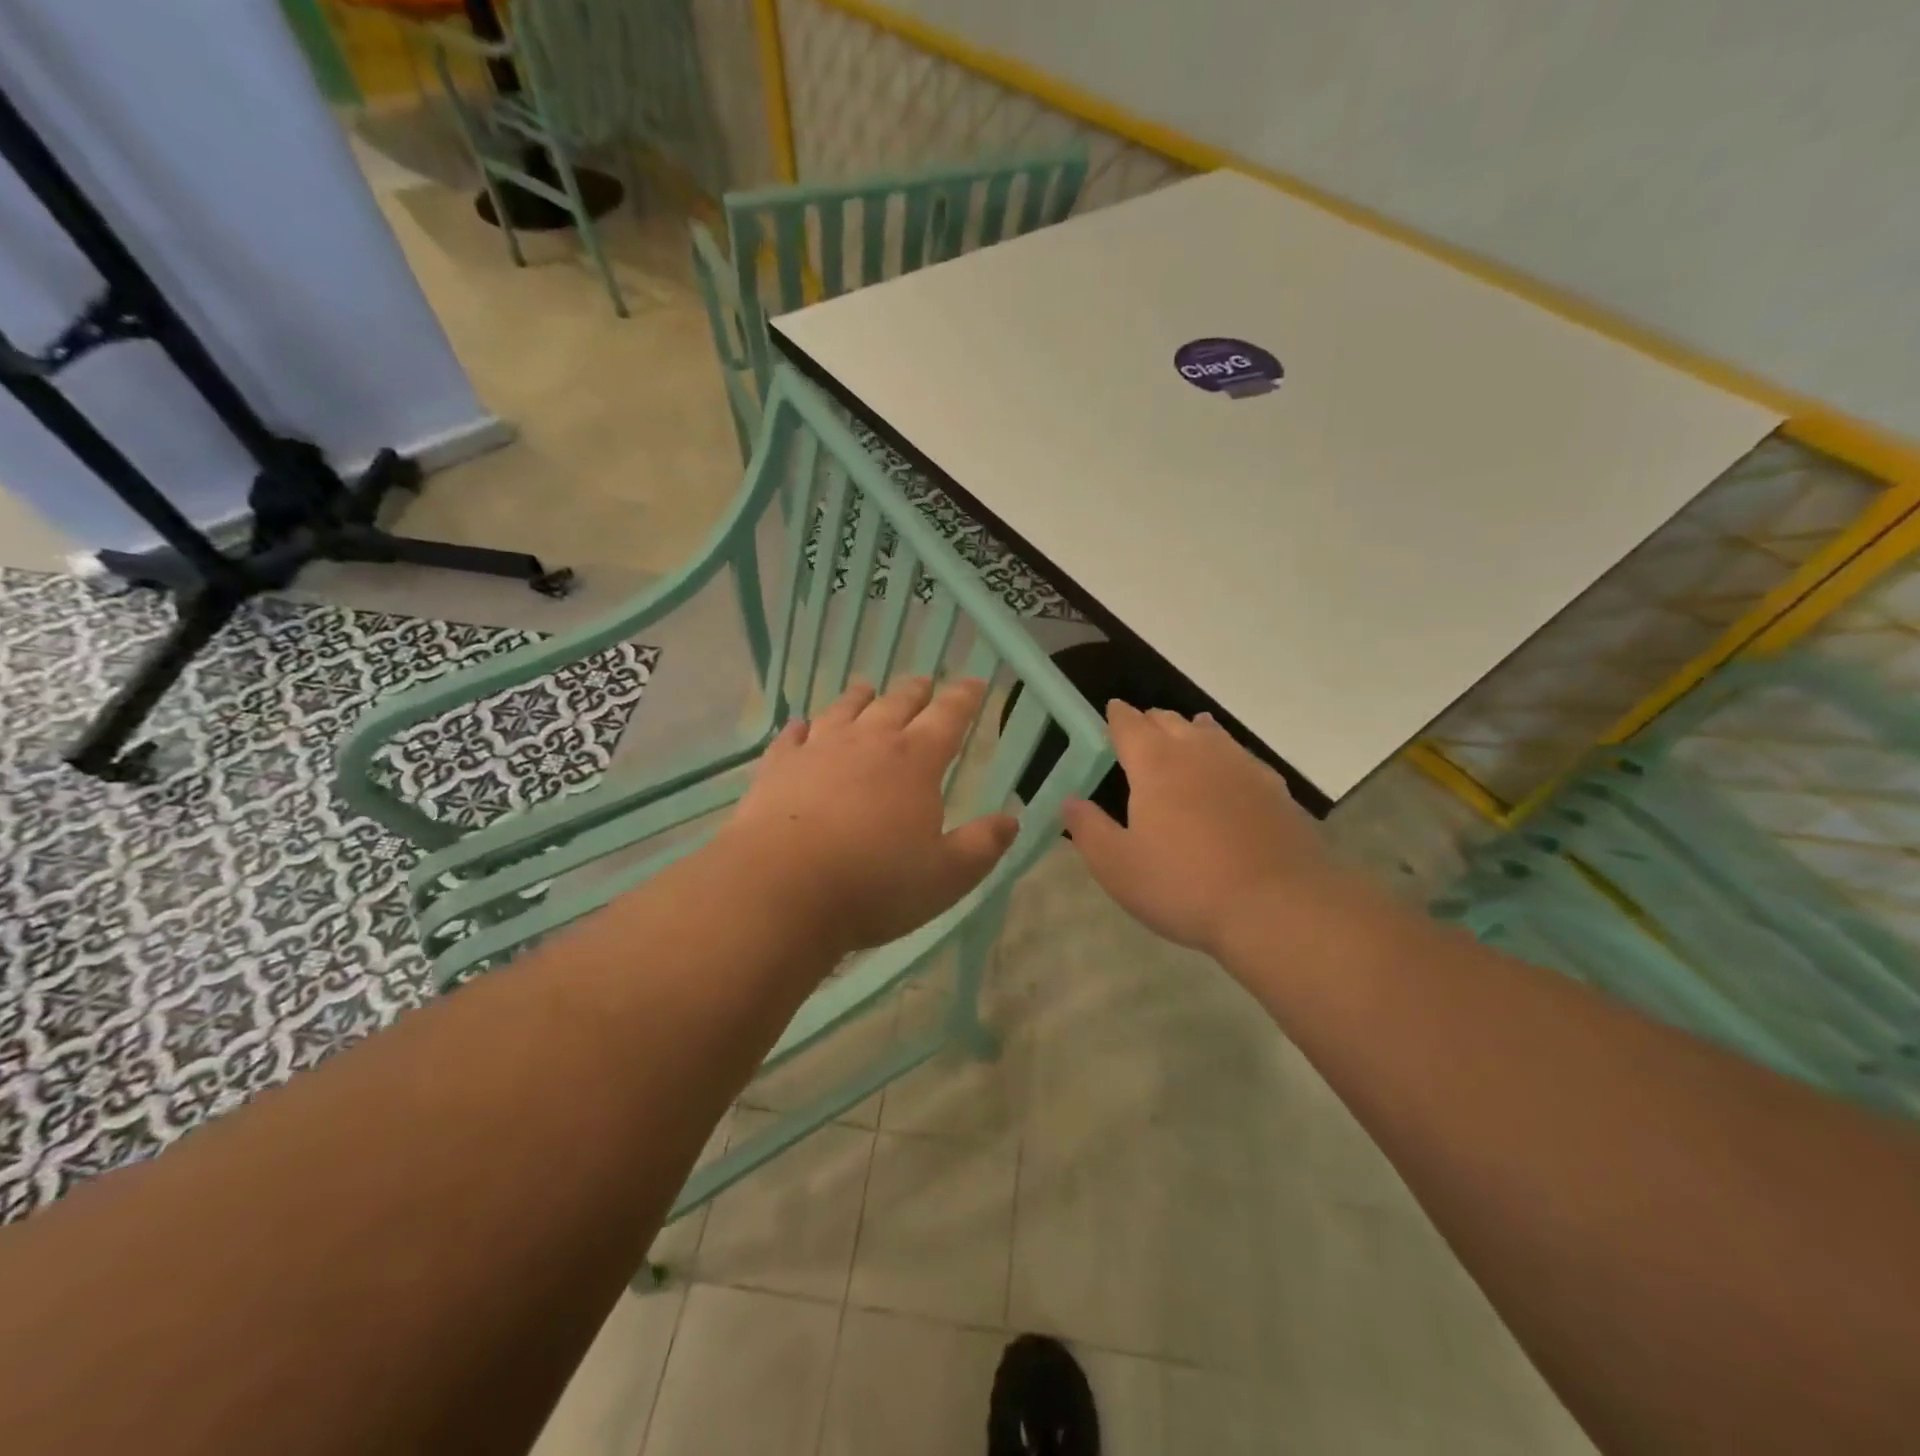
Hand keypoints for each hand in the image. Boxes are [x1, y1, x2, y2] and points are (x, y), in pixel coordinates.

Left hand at [721, 676, 1018, 955]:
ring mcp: (818, 750)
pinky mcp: (778, 767)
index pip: (948, 718)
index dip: (964, 698)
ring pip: (844, 710)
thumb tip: (1011, 820)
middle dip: (916, 691)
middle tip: (924, 681)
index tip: (974, 682)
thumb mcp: (946, 876)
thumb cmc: (874, 884)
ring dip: (859, 697)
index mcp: (915, 762)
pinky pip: (792, 736)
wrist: (780, 889)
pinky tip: (801, 727)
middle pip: (897, 704)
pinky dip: (802, 728)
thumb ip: (982, 845)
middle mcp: (869, 742)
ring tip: (866, 687)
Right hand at [1062, 703, 1355, 959]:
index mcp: (1155, 763)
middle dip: (1151, 722)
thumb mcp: (1117, 866)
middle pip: (1170, 721)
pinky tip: (1229, 774)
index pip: (1129, 724)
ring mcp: (1242, 767)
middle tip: (1140, 733)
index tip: (1111, 712)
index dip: (1117, 716)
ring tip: (1185, 735)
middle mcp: (1198, 752)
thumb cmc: (1184, 885)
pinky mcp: (1275, 789)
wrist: (1278, 906)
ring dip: (1191, 731)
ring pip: (1211, 733)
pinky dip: (1225, 756)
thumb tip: (1069, 801)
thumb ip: (1088, 829)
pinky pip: (1242, 757)